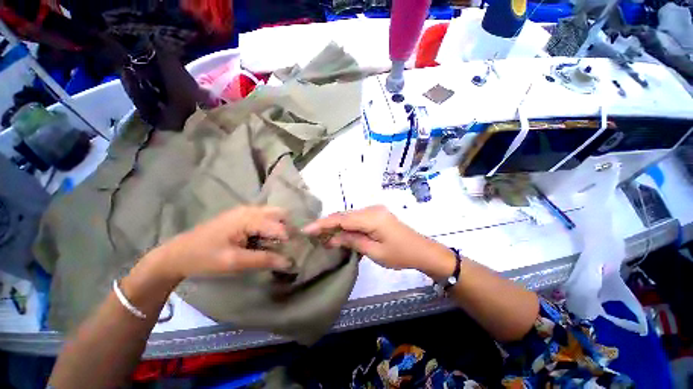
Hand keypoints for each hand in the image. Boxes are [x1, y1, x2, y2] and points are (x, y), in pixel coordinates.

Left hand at [152, 206, 291, 282]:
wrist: (177, 254)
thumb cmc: (204, 257)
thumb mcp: (234, 262)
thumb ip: (263, 260)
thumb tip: (288, 262)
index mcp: (248, 218)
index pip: (279, 227)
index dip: (289, 240)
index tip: (293, 254)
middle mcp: (250, 209)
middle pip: (280, 214)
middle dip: (287, 229)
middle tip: (287, 246)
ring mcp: (246, 210)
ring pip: (274, 214)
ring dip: (280, 227)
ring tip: (278, 245)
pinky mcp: (242, 215)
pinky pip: (265, 217)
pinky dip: (271, 227)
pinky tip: (266, 240)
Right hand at [303, 206, 453, 276]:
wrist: (422, 251)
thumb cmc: (401, 255)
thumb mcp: (375, 252)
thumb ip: (353, 241)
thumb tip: (332, 238)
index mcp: (372, 217)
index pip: (342, 218)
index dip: (323, 224)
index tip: (306, 229)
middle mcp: (372, 209)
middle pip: (344, 215)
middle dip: (327, 224)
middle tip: (312, 235)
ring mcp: (375, 210)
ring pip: (349, 216)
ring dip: (336, 225)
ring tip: (322, 236)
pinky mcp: (376, 215)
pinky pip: (357, 218)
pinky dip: (346, 225)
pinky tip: (339, 233)